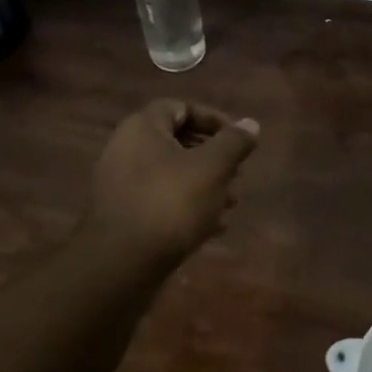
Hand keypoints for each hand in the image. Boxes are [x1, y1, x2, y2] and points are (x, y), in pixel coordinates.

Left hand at [86, 100, 259, 262]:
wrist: (122, 263)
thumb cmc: (171, 202)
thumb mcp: (213, 168)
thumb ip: (234, 142)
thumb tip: (251, 124)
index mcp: (142, 128)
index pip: (180, 108)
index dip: (213, 118)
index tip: (239, 138)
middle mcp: (126, 150)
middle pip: (177, 143)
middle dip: (213, 157)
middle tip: (238, 173)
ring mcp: (121, 185)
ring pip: (171, 175)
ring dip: (204, 184)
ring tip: (230, 203)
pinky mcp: (123, 215)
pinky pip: (160, 200)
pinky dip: (187, 207)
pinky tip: (212, 227)